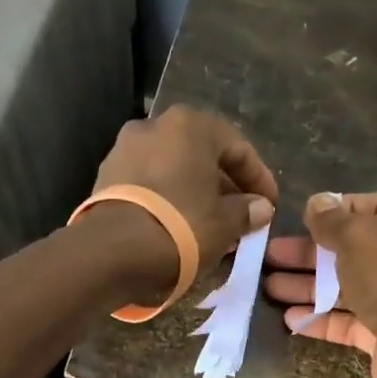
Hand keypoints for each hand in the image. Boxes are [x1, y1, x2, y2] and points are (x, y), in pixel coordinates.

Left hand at [87, 106, 277, 299]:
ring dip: (196, 194)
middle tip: (241, 216)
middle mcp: (155, 126)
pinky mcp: (106, 177)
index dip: (259, 179)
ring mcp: (125, 149)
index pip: (238, 147)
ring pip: (175, 170)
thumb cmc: (180, 227)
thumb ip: (246, 211)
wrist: (112, 251)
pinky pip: (150, 185)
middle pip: (202, 156)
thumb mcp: (225, 223)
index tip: (269, 205)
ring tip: (212, 226)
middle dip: (225, 187)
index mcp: (190, 125)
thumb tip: (260, 207)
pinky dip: (170, 200)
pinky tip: (180, 227)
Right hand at [264, 190, 376, 377]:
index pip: (372, 206)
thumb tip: (316, 202)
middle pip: (351, 249)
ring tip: (268, 287)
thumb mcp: (361, 236)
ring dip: (307, 286)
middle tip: (268, 256)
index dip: (336, 210)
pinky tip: (289, 318)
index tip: (300, 218)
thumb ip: (333, 220)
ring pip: (345, 287)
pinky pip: (346, 322)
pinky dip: (319, 319)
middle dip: (309, 253)